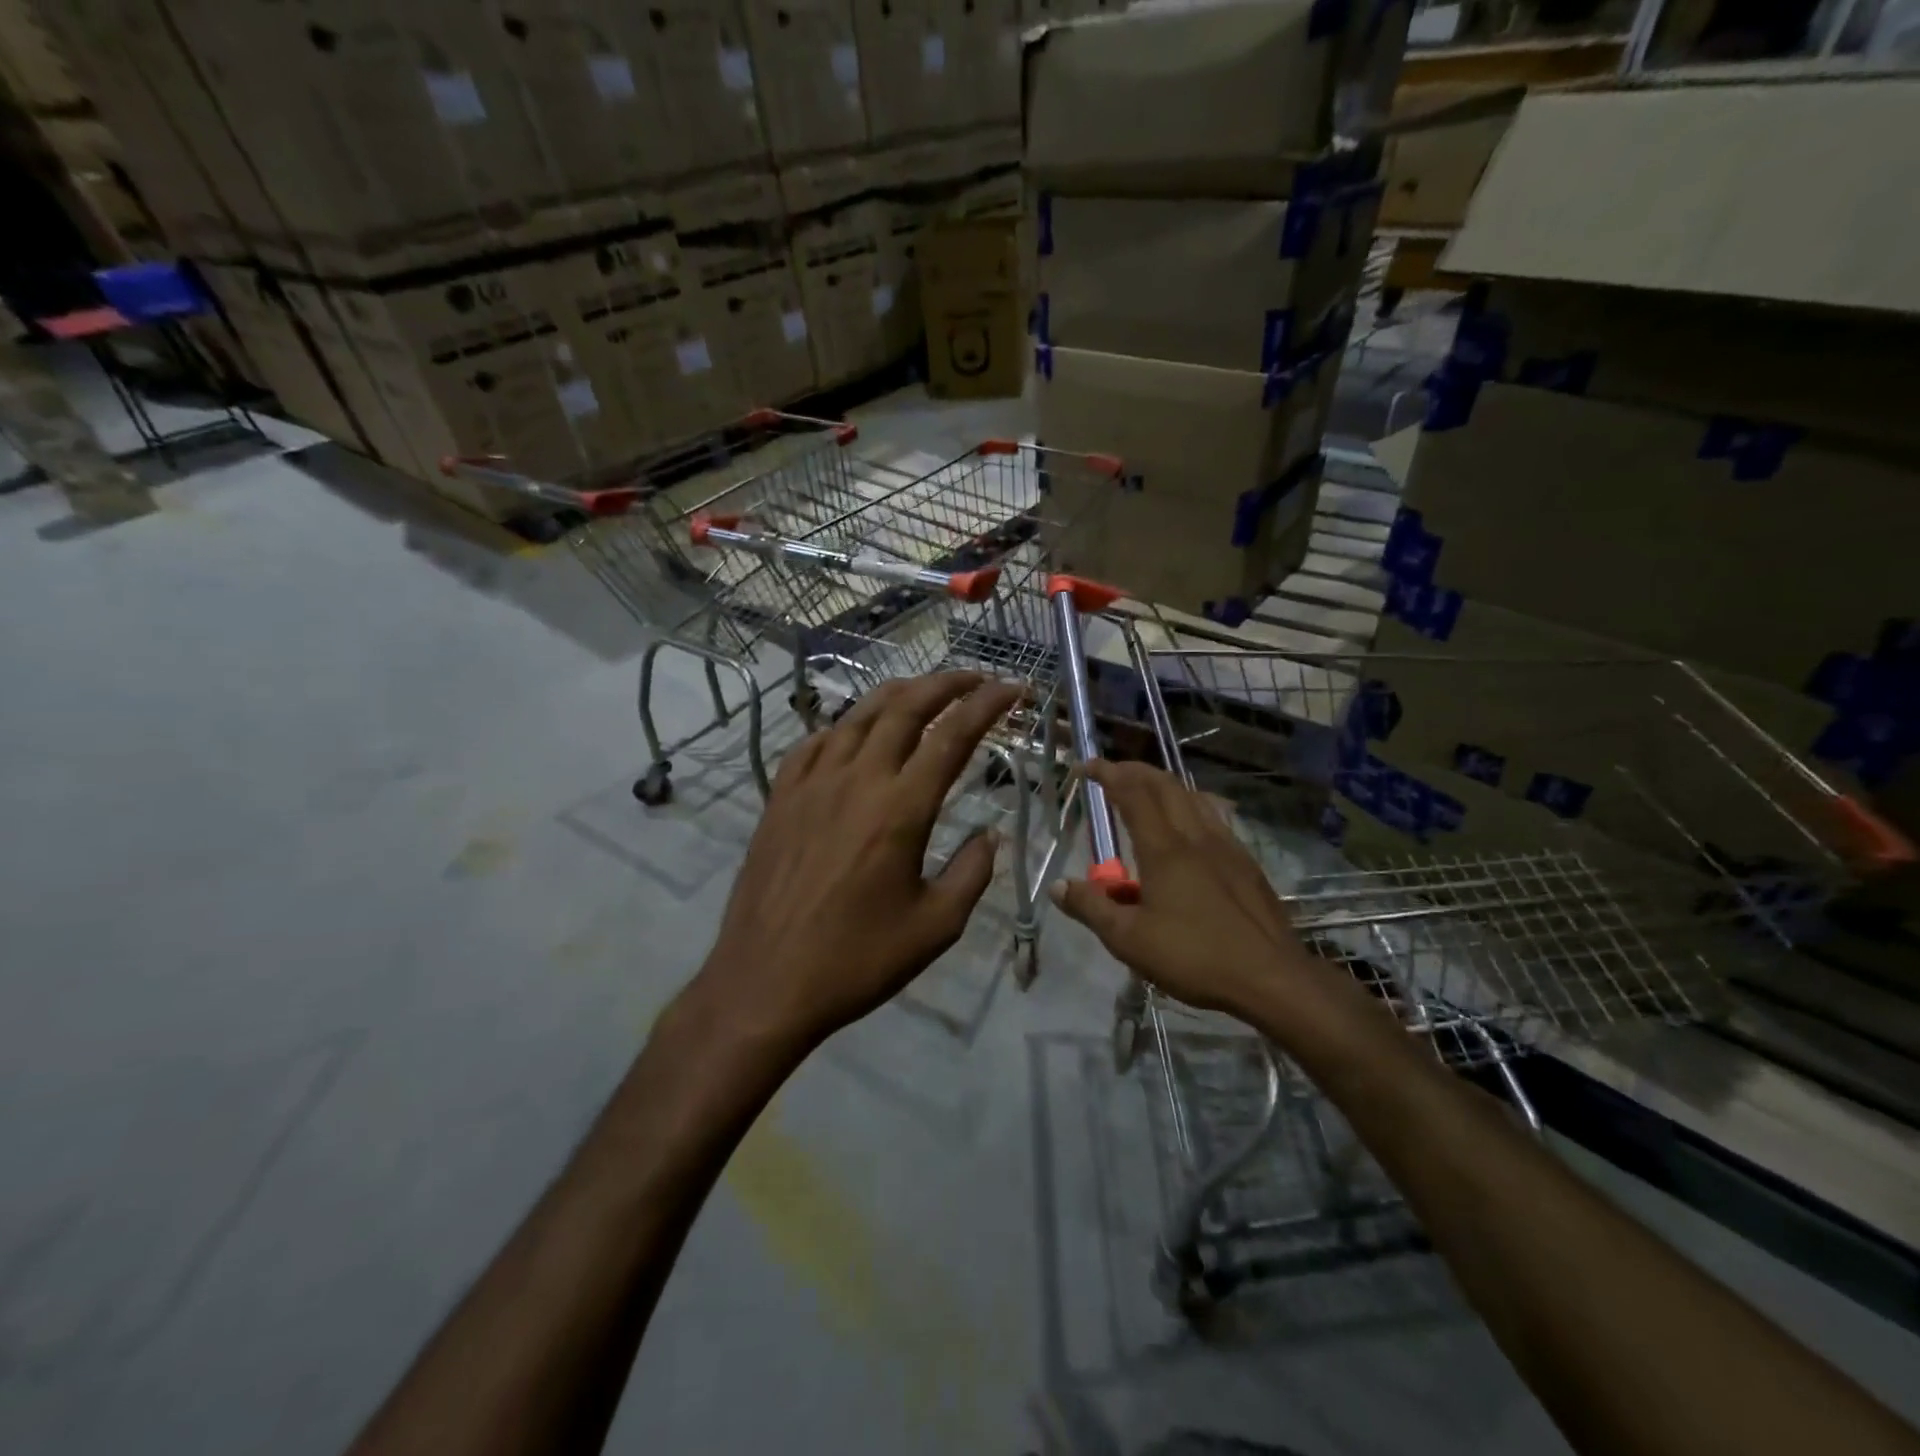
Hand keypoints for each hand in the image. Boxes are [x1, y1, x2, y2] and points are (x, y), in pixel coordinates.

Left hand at [688, 671, 1020, 1053]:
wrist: (765, 983)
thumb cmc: (856, 960)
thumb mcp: (935, 928)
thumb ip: (971, 874)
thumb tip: (989, 836)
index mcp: (900, 809)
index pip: (951, 736)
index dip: (986, 705)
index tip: (1013, 688)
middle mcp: (856, 780)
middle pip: (905, 708)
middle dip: (945, 683)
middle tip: (974, 677)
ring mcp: (811, 784)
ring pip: (858, 716)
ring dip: (897, 695)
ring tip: (923, 691)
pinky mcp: (780, 798)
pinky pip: (815, 743)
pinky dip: (844, 726)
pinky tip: (854, 734)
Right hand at [1049, 760, 1361, 1039]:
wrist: (1271, 978)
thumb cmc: (1194, 956)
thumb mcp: (1129, 940)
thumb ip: (1091, 908)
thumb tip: (1058, 886)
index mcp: (1164, 848)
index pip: (1132, 793)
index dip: (1107, 773)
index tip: (1085, 767)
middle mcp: (1196, 836)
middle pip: (1165, 785)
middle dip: (1135, 770)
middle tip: (1111, 773)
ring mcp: (1227, 846)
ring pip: (1193, 797)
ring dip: (1165, 785)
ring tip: (1147, 793)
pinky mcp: (1246, 863)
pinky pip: (1214, 817)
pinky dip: (1190, 806)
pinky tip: (1189, 829)